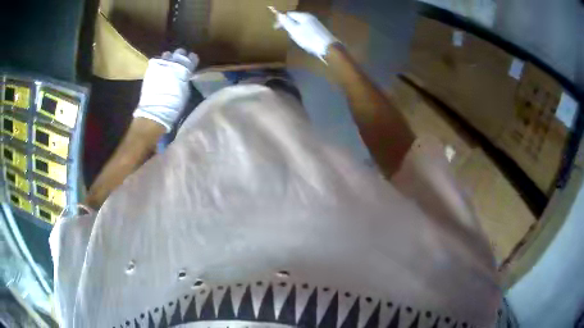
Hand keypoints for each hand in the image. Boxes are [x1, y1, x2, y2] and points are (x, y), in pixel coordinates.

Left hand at [133, 48, 198, 131]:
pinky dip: (158, 65)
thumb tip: (186, 75)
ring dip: (168, 59)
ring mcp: (161, 64)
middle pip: (179, 53)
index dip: (192, 60)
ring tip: (167, 65)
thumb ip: (186, 79)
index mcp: (186, 68)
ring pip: (167, 55)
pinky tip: (159, 70)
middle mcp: (174, 62)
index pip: (192, 58)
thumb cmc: (175, 104)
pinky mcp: (151, 69)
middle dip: (180, 56)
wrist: (156, 110)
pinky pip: (156, 61)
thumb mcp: (186, 90)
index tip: (192, 63)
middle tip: (179, 62)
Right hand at [275, 12, 337, 58]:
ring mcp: (315, 24)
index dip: (281, 19)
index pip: (289, 14)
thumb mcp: (295, 30)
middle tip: (284, 33)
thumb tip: (279, 14)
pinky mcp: (319, 31)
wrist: (328, 48)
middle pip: (295, 19)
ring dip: (294, 30)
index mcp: (304, 16)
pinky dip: (301, 33)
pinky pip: (306, 30)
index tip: (276, 28)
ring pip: (300, 25)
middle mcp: (310, 18)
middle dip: (288, 25)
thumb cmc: (310, 39)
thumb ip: (286, 22)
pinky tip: (302, 40)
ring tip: (293, 37)